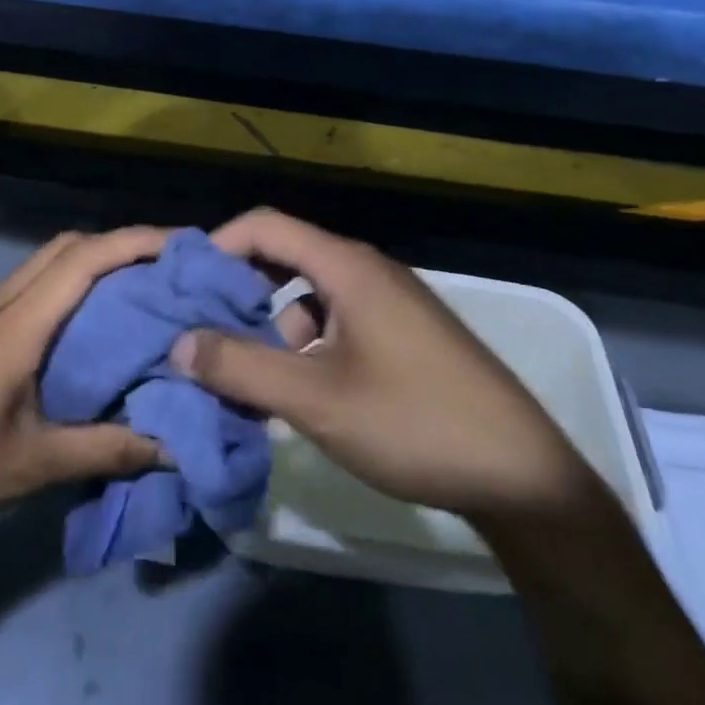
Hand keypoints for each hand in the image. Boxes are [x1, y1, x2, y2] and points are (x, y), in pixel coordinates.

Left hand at [0, 228, 169, 549]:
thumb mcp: (29, 468)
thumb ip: (103, 451)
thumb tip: (172, 446)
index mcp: (13, 328)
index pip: (82, 260)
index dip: (135, 243)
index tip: (182, 247)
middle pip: (64, 247)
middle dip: (119, 245)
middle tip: (168, 271)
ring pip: (43, 263)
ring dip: (91, 263)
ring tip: (137, 292)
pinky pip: (27, 287)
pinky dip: (65, 286)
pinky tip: (85, 325)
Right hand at [173, 209, 589, 525]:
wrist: (526, 478)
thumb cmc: (415, 424)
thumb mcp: (316, 400)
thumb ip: (241, 369)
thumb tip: (178, 344)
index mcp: (348, 267)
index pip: (265, 226)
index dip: (217, 247)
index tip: (183, 288)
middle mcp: (367, 271)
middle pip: (284, 257)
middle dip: (237, 291)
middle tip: (201, 330)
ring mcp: (388, 303)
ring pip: (307, 295)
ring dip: (270, 326)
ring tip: (244, 375)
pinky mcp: (401, 334)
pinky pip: (334, 321)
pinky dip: (302, 345)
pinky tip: (295, 392)